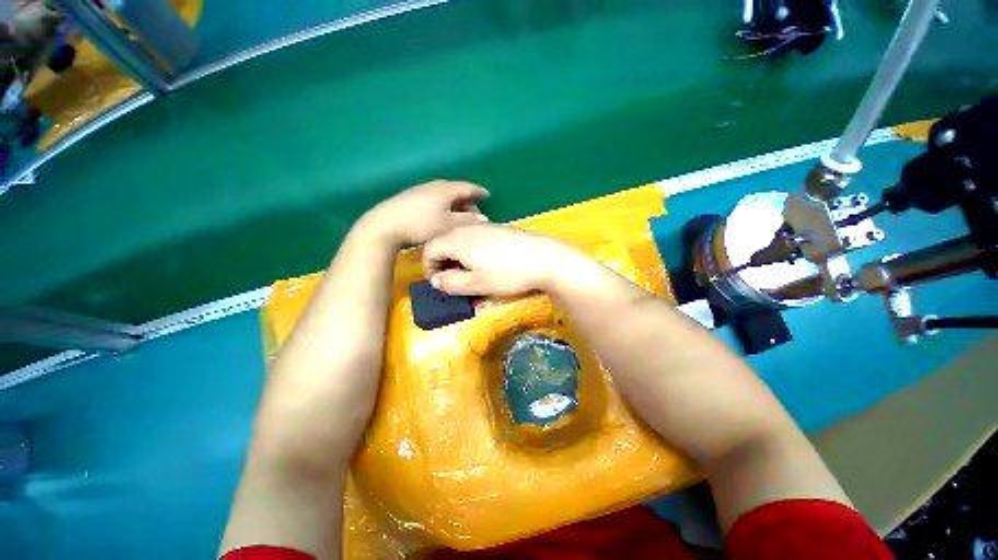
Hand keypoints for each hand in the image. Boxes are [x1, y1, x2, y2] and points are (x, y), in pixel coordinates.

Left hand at [360, 180, 489, 246]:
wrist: (385, 225)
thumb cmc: (422, 225)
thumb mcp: (449, 225)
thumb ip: (468, 221)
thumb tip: (483, 218)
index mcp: (446, 189)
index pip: (467, 187)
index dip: (478, 191)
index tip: (487, 194)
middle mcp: (433, 186)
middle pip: (454, 189)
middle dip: (466, 198)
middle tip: (474, 209)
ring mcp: (419, 190)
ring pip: (442, 193)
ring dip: (453, 201)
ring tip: (458, 212)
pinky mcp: (408, 197)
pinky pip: (432, 197)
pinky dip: (441, 203)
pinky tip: (439, 212)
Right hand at [423, 223, 584, 295]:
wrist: (544, 258)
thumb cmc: (507, 274)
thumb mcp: (476, 285)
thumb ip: (450, 283)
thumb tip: (435, 280)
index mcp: (456, 239)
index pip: (429, 249)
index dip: (429, 268)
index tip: (439, 283)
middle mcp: (467, 227)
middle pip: (443, 241)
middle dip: (443, 261)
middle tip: (453, 280)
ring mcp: (484, 225)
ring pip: (460, 238)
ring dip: (458, 256)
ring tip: (470, 272)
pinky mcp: (499, 228)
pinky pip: (475, 236)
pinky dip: (472, 249)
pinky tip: (487, 261)